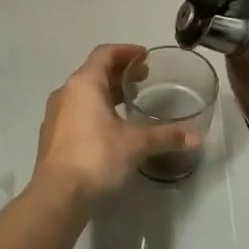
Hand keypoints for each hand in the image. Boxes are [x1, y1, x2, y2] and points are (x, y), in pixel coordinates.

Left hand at [32, 45, 193, 204]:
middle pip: (93, 72)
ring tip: (129, 103)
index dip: (126, 52)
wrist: (57, 196)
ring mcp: (55, 115)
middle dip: (119, 73)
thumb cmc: (97, 157)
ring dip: (106, 93)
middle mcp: (65, 93)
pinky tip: (110, 128)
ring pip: (83, 93)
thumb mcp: (136, 144)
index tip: (145, 57)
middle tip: (143, 79)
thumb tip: (197, 137)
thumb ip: (166, 136)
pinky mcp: (51, 137)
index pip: (105, 54)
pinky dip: (94, 110)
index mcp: (84, 84)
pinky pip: (76, 112)